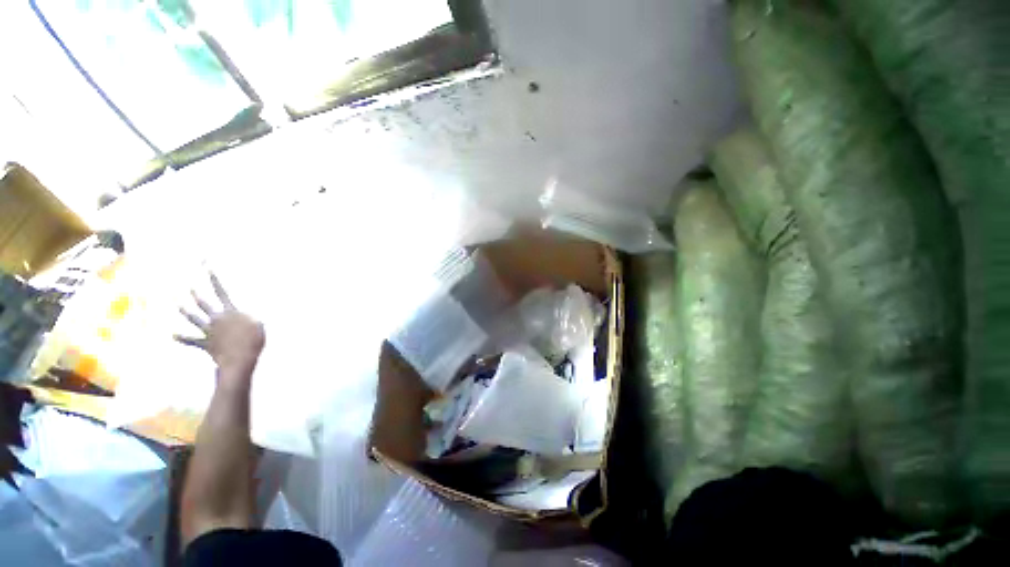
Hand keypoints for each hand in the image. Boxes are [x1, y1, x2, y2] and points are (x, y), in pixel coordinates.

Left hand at [176, 273, 264, 375]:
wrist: (239, 359)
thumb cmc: (253, 341)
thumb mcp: (259, 324)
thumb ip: (249, 316)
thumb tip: (244, 312)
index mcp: (231, 311)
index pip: (221, 292)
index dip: (214, 280)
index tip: (208, 269)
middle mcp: (217, 319)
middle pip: (203, 304)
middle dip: (195, 294)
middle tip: (189, 287)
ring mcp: (209, 332)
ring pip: (194, 319)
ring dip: (185, 311)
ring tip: (178, 304)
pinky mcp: (206, 344)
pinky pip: (191, 340)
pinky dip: (182, 337)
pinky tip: (172, 334)